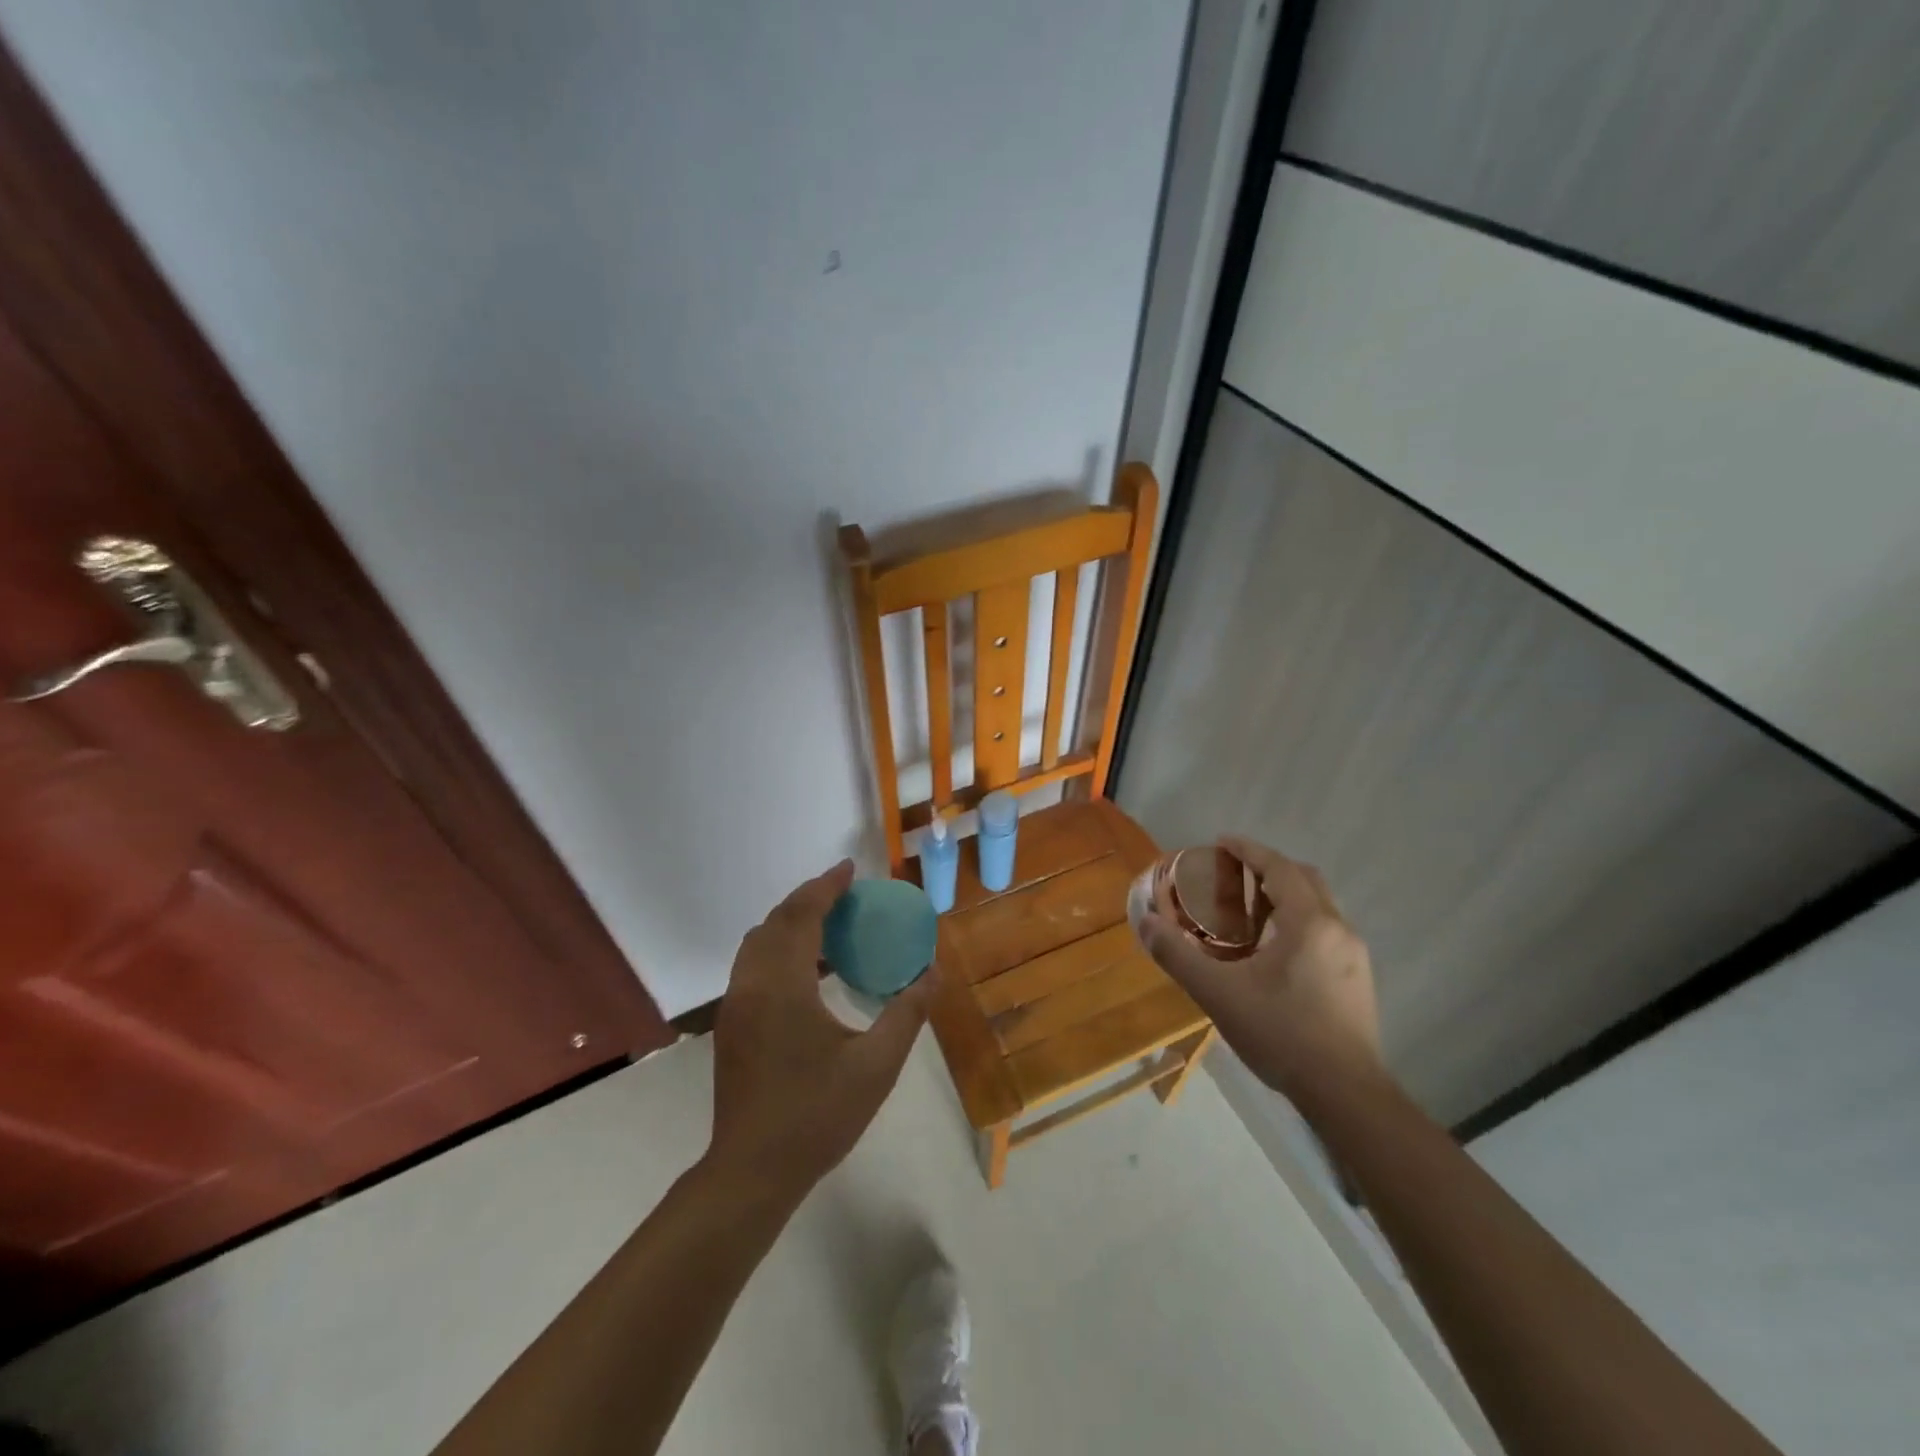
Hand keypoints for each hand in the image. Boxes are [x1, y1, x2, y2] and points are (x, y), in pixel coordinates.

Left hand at [707, 860, 931, 1203]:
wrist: (751, 1171)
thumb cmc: (816, 1115)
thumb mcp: (876, 1066)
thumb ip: (907, 1013)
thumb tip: (933, 972)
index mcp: (782, 986)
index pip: (801, 916)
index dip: (826, 887)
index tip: (850, 869)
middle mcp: (751, 985)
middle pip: (776, 922)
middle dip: (809, 899)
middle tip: (846, 894)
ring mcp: (735, 1006)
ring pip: (758, 943)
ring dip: (791, 923)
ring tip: (831, 925)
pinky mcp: (731, 1025)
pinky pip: (754, 965)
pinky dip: (779, 948)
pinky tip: (810, 970)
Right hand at [1139, 836, 1383, 1105]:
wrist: (1346, 1094)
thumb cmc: (1281, 1034)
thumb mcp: (1218, 994)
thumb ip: (1178, 955)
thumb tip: (1145, 922)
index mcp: (1309, 922)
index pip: (1279, 867)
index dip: (1249, 850)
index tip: (1221, 842)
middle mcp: (1339, 929)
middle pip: (1305, 879)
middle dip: (1270, 868)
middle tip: (1235, 874)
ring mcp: (1355, 956)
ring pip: (1320, 906)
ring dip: (1287, 895)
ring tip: (1251, 910)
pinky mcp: (1359, 981)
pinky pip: (1327, 931)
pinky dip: (1300, 921)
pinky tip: (1276, 951)